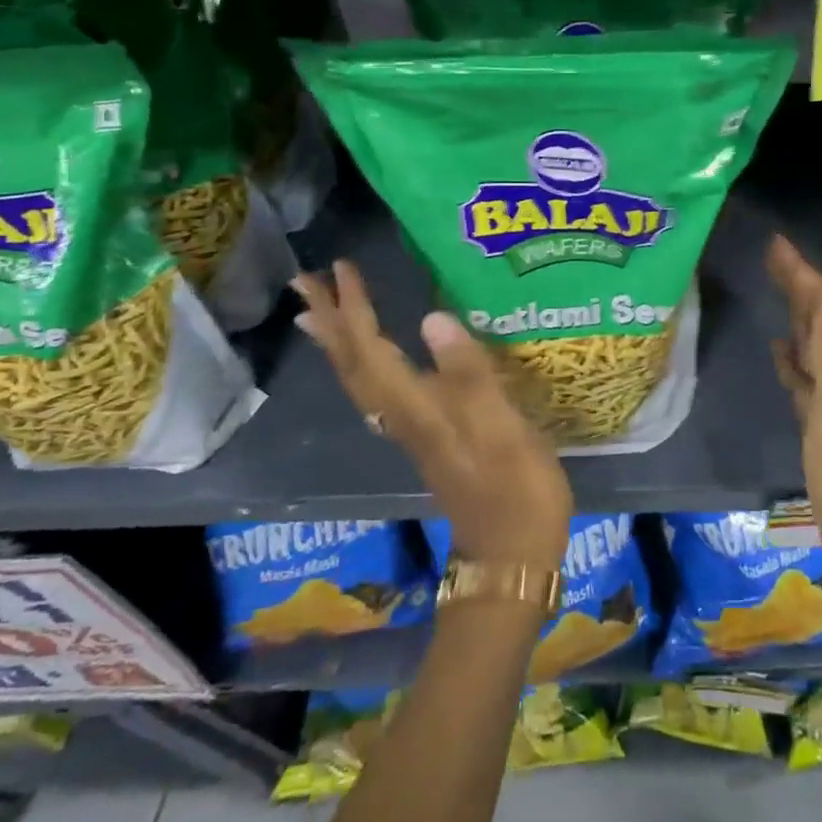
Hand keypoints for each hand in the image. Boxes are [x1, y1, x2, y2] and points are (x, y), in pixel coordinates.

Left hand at [292, 261, 573, 570]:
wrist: (512, 553)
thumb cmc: (516, 489)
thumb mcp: (502, 429)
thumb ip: (470, 374)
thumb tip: (433, 318)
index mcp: (417, 408)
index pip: (372, 350)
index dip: (356, 309)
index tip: (342, 268)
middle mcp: (404, 416)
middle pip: (353, 364)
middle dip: (330, 321)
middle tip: (306, 282)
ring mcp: (414, 429)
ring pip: (361, 379)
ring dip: (339, 342)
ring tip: (318, 315)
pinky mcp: (428, 436)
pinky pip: (379, 390)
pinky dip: (363, 365)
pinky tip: (372, 360)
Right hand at [766, 235, 821, 576]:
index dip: (802, 272)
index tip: (775, 243)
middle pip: (821, 317)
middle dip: (798, 285)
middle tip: (770, 256)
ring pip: (813, 343)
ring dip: (796, 316)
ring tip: (776, 289)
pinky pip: (805, 375)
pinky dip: (793, 357)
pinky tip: (781, 350)